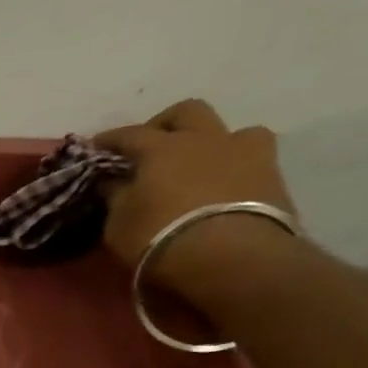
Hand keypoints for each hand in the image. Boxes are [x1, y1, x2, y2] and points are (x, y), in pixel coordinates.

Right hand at [95, 99, 298, 298]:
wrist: (231, 256)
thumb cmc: (159, 236)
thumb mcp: (119, 223)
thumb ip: (116, 196)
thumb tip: (112, 181)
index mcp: (162, 147)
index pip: (128, 134)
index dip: (108, 139)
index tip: (94, 147)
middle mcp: (205, 138)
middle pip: (187, 111)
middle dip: (165, 124)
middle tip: (150, 146)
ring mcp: (245, 152)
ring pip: (229, 130)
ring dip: (211, 141)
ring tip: (197, 164)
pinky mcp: (273, 173)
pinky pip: (251, 157)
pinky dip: (233, 164)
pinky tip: (222, 183)